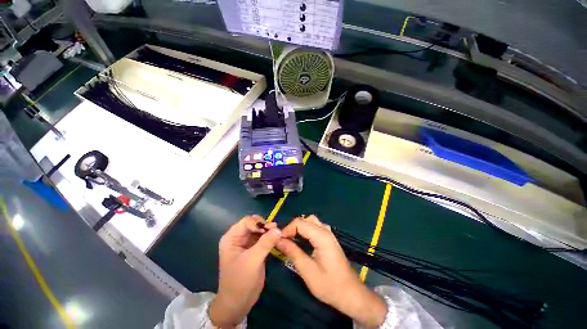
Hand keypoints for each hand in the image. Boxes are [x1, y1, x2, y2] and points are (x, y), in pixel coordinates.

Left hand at [209, 215, 280, 326]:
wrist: (238, 303)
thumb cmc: (240, 281)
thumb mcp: (253, 260)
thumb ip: (265, 243)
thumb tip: (278, 229)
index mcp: (231, 238)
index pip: (246, 221)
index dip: (258, 223)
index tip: (269, 229)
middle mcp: (238, 238)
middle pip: (253, 224)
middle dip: (264, 226)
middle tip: (276, 230)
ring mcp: (246, 244)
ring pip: (259, 230)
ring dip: (268, 231)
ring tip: (278, 233)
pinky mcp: (254, 250)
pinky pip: (262, 238)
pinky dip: (269, 237)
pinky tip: (277, 238)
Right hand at [276, 216, 386, 327]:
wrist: (351, 294)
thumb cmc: (329, 285)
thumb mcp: (307, 271)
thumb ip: (293, 252)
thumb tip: (278, 240)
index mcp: (321, 236)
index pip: (299, 223)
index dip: (287, 229)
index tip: (278, 241)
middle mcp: (326, 230)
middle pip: (305, 219)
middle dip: (293, 227)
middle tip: (285, 241)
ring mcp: (329, 234)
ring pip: (310, 221)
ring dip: (300, 228)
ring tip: (292, 240)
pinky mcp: (329, 239)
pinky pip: (315, 227)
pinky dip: (306, 230)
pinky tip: (303, 242)